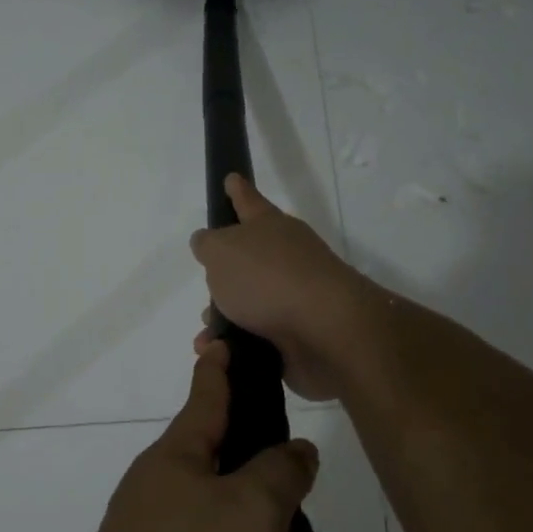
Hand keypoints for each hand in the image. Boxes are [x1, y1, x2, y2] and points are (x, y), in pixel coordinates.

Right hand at [191, 174, 369, 400]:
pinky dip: (236, 343)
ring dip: (225, 316)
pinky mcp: (298, 333)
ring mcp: (295, 296)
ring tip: (206, 333)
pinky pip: (257, 336)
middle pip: (249, 257)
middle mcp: (286, 256)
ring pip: (250, 302)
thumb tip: (207, 243)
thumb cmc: (268, 279)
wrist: (326, 331)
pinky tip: (221, 352)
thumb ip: (208, 245)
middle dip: (224, 273)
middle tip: (207, 282)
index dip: (237, 191)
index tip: (231, 178)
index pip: (248, 201)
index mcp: (269, 227)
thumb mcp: (221, 252)